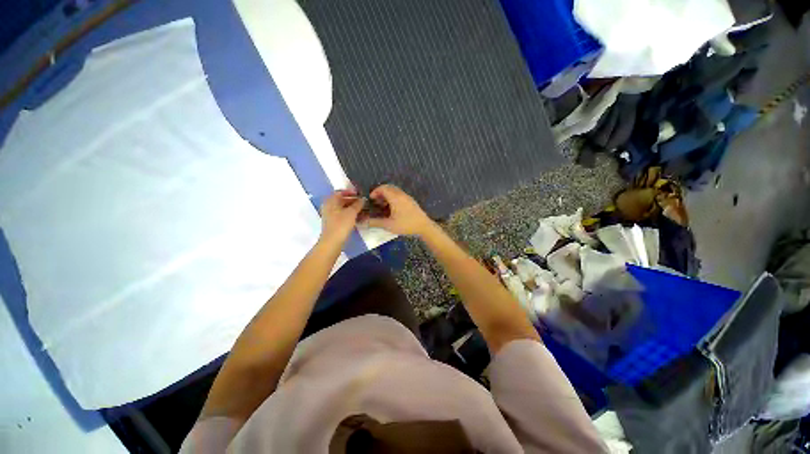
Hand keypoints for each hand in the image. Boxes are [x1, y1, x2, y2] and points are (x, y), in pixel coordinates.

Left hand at [320, 189, 362, 244]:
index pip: (341, 192)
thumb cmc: (341, 224)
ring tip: (364, 210)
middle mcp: (329, 206)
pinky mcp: (334, 223)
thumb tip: (363, 199)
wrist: (332, 242)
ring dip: (353, 208)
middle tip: (364, 202)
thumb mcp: (351, 212)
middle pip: (342, 200)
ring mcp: (331, 215)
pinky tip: (359, 217)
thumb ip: (358, 204)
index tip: (360, 194)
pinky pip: (343, 215)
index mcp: (331, 201)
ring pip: (343, 208)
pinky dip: (351, 215)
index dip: (351, 192)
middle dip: (353, 201)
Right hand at [364, 185, 433, 235]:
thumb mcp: (389, 225)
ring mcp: (407, 197)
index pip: (383, 188)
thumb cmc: (406, 225)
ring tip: (383, 206)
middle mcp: (401, 195)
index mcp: (395, 198)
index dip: (375, 191)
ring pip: (395, 191)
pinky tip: (392, 209)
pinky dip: (393, 198)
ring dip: (387, 195)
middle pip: (389, 188)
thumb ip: (375, 222)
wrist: (424, 226)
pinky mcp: (411, 201)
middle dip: (380, 193)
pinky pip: (400, 195)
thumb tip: (363, 222)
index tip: (371, 199)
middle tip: (376, 202)